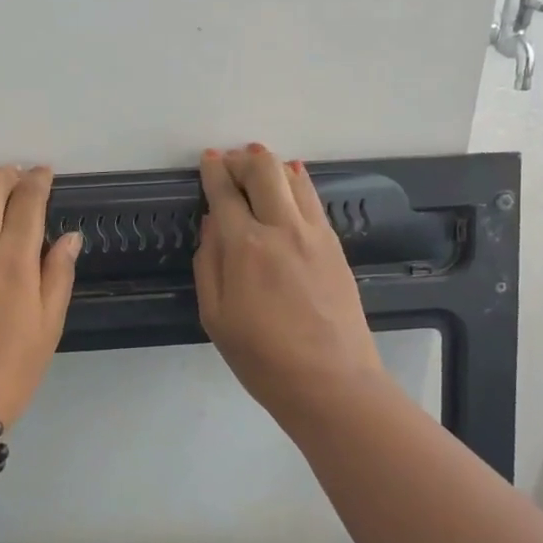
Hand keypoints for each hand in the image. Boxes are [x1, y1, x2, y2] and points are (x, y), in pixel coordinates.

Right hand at [195, 145, 387, 432]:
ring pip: (293, 178)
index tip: (208, 159)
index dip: (214, 171)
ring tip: (258, 166)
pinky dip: (297, 183)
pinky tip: (291, 183)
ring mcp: (314, 234)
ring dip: (272, 166)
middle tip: (230, 163)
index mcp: (244, 246)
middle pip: (263, 171)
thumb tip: (212, 224)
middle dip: (243, 159)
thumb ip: (208, 263)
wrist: (331, 382)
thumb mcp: (215, 317)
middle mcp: (281, 228)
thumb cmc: (261, 358)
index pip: (225, 193)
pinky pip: (313, 200)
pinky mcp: (335, 246)